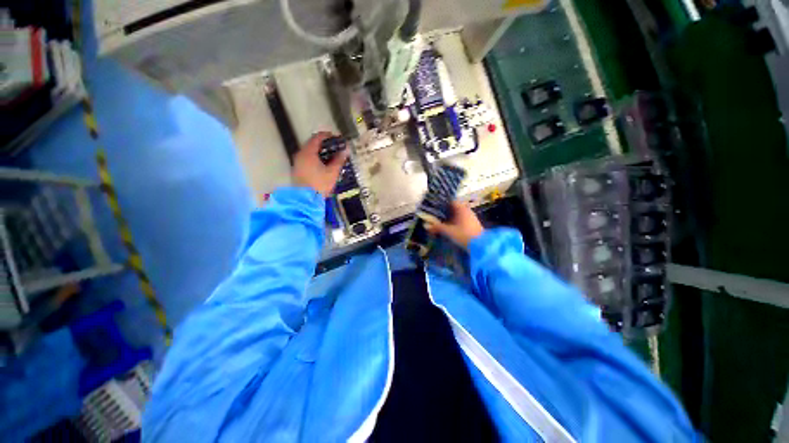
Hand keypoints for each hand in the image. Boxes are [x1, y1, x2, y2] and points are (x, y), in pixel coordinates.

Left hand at [293, 132, 348, 196]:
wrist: (306, 200)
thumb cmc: (320, 184)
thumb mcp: (332, 172)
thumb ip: (339, 159)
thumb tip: (346, 150)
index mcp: (308, 152)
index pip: (318, 137)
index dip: (328, 136)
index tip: (338, 139)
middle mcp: (300, 154)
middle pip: (313, 144)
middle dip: (325, 144)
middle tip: (337, 148)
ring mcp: (297, 162)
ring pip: (309, 152)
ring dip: (320, 152)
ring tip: (332, 157)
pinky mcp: (297, 170)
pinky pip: (307, 158)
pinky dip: (316, 158)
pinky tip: (324, 165)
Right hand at [426, 201, 484, 248]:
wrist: (481, 245)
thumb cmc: (463, 234)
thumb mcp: (448, 231)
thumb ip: (437, 227)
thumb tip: (427, 226)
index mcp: (461, 208)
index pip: (451, 201)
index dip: (442, 203)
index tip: (435, 207)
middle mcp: (467, 210)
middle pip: (454, 208)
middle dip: (445, 212)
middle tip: (435, 215)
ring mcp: (471, 217)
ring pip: (458, 215)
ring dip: (450, 218)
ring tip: (441, 222)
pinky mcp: (473, 225)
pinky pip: (462, 220)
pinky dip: (456, 222)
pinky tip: (450, 228)